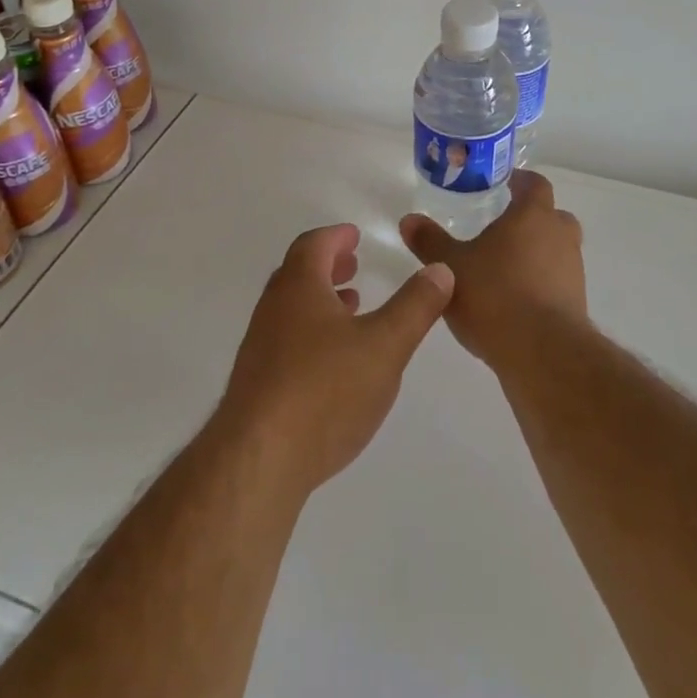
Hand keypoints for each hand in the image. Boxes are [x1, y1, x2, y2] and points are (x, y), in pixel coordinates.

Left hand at [217, 223, 454, 495]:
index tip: (354, 236)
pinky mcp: (256, 385)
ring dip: (320, 302)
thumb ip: (415, 307)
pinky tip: (332, 364)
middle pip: (297, 274)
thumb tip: (440, 269)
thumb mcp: (385, 346)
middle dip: (327, 266)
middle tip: (353, 266)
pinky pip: (286, 342)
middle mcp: (273, 310)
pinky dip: (311, 334)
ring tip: (350, 310)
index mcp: (298, 287)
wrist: (258, 461)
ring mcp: (260, 349)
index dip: (336, 237)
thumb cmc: (325, 390)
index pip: (313, 245)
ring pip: (291, 310)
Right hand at [398, 170, 585, 369]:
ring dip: (538, 253)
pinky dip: (541, 283)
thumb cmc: (494, 295)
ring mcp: (573, 272)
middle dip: (532, 218)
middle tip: (505, 226)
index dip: (522, 181)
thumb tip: (409, 219)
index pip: (536, 185)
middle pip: (553, 216)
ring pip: (557, 250)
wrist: (542, 354)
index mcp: (533, 216)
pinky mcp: (576, 304)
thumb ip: (430, 241)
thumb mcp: (450, 266)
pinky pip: (558, 282)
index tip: (507, 182)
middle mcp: (559, 237)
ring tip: (505, 267)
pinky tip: (515, 301)